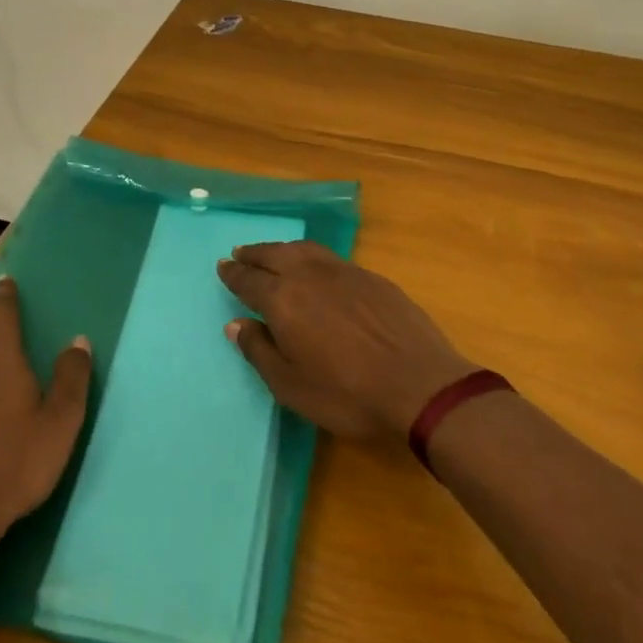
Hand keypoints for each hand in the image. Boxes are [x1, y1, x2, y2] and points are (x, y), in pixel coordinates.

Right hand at [217, 241, 476, 439]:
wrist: (419, 384)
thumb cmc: (347, 393)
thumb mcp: (291, 386)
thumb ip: (260, 351)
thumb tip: (236, 325)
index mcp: (283, 300)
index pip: (249, 280)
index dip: (233, 274)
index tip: (223, 267)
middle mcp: (309, 275)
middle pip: (274, 255)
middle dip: (254, 254)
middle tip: (241, 254)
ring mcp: (344, 272)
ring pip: (304, 250)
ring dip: (282, 249)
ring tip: (273, 253)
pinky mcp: (371, 278)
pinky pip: (331, 258)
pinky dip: (312, 257)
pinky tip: (317, 268)